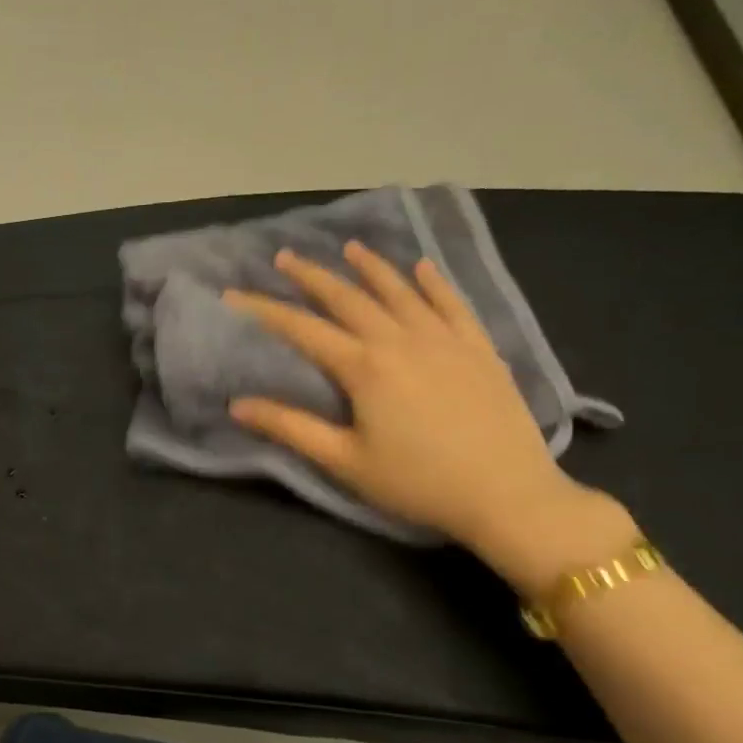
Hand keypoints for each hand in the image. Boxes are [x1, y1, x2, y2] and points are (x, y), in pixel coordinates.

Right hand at [223, 242, 619, 572]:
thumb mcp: (344, 461)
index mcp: (365, 368)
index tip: (234, 294)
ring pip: (401, 291)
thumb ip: (291, 428)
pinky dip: (434, 283)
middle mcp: (401, 340)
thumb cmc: (416, 482)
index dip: (265, 310)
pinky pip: (453, 304)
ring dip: (371, 267)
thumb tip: (238, 405)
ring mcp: (445, 340)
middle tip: (286, 257)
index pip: (303, 329)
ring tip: (350, 248)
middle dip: (313, 276)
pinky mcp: (479, 349)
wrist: (508, 494)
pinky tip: (422, 268)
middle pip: (349, 298)